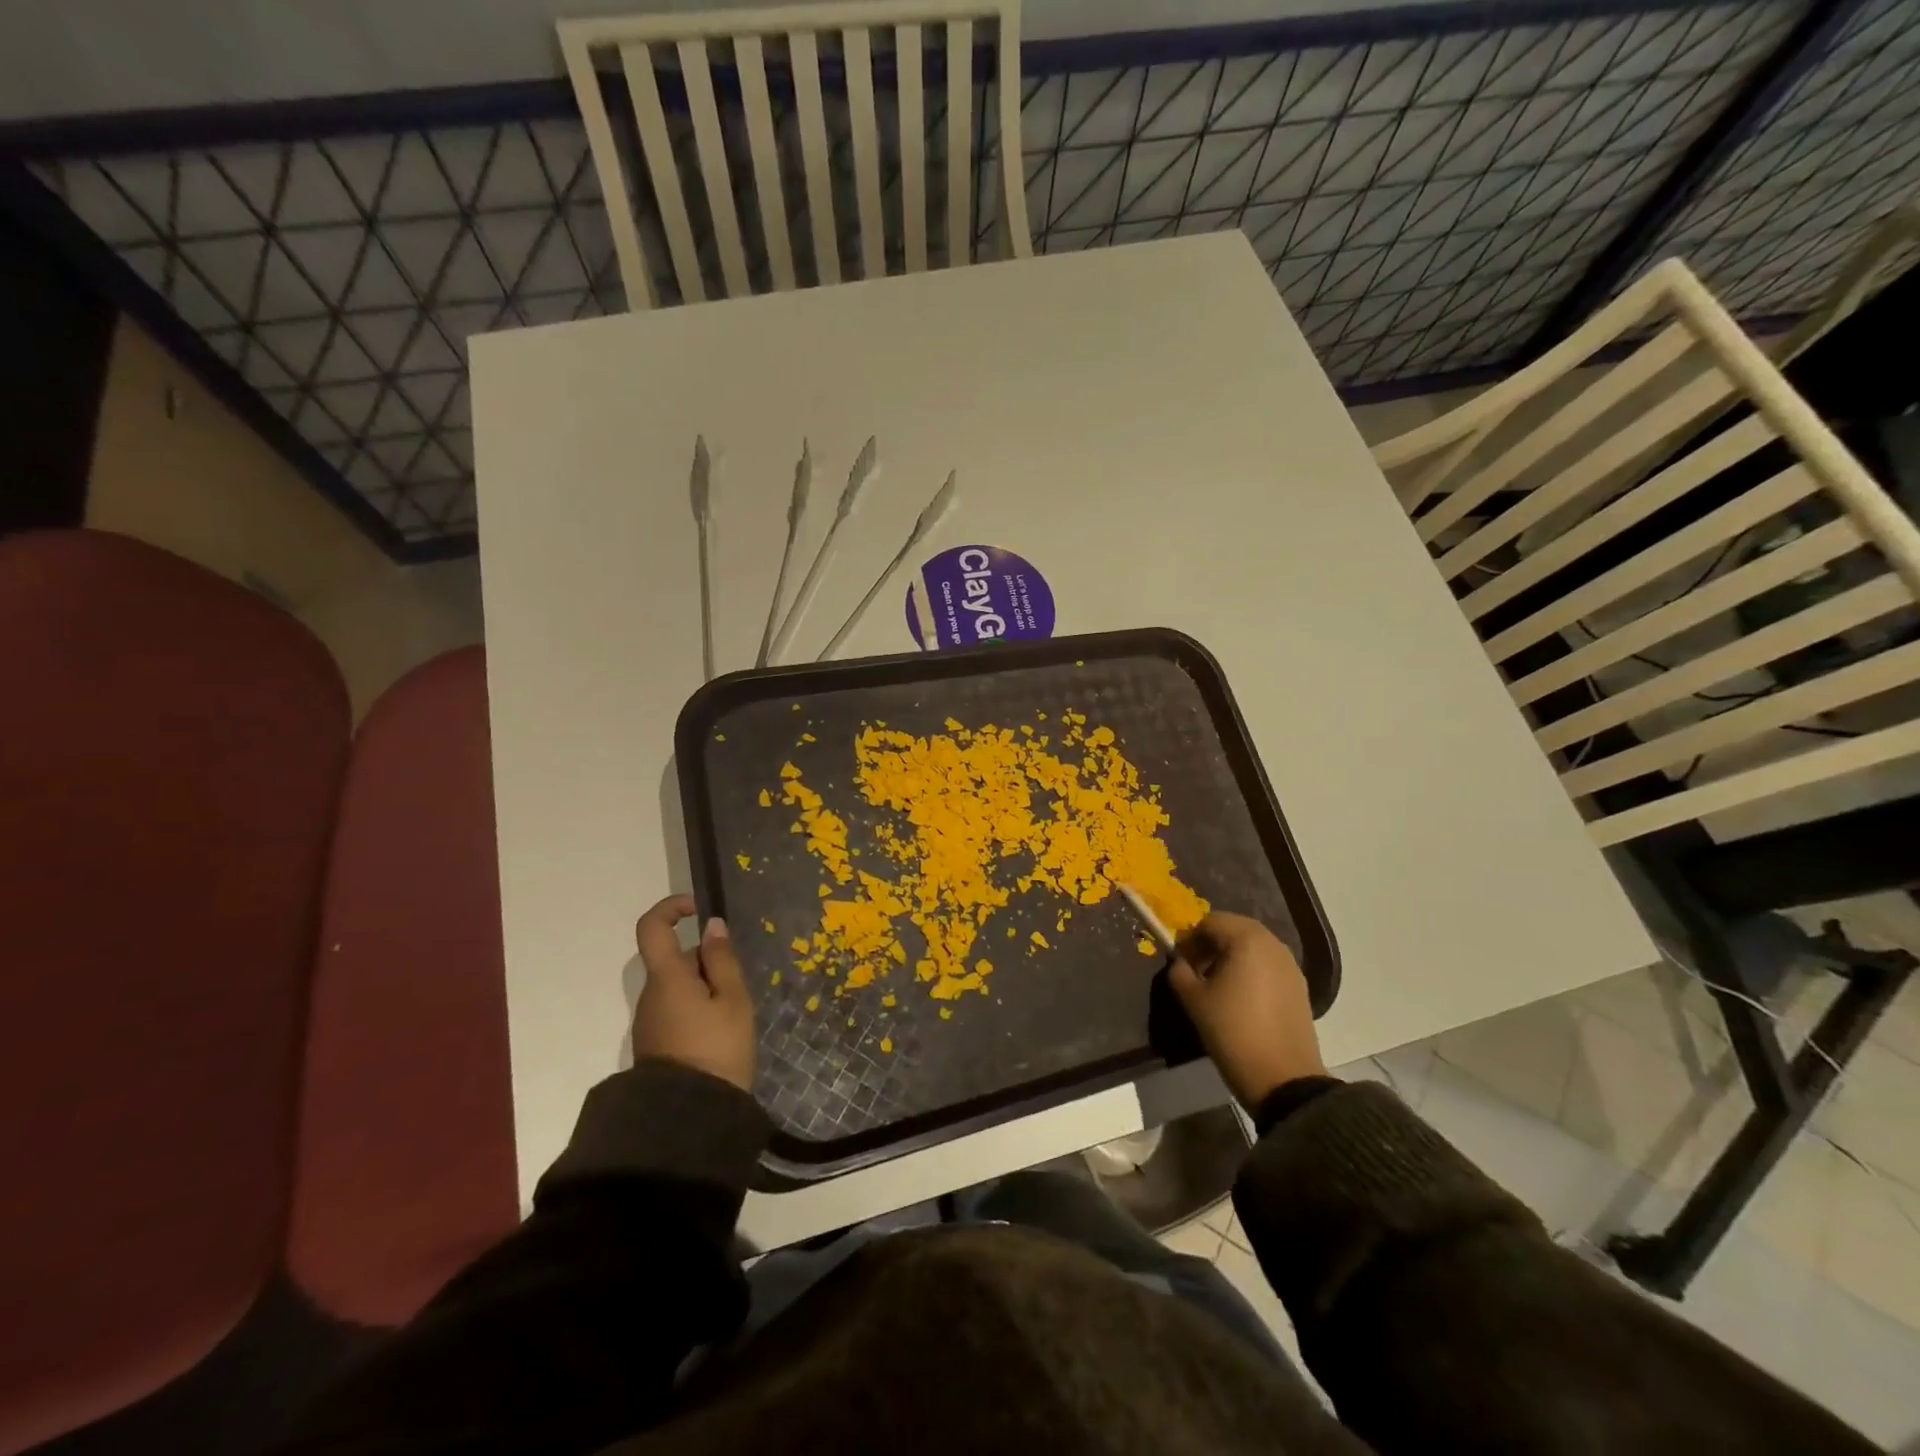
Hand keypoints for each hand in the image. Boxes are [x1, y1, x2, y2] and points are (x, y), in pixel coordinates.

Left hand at [632, 894, 754, 1091]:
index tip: (699, 911)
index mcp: (667, 978)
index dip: (672, 908)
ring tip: (734, 1014)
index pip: (652, 927)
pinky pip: (676, 1008)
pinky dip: (698, 1007)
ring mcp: (649, 1020)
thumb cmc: (718, 1049)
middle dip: (707, 961)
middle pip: (674, 960)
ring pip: (677, 986)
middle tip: (738, 985)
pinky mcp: (654, 1042)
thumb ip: (722, 960)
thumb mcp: (733, 1000)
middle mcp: (650, 994)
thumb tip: (711, 926)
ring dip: (705, 987)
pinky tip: (721, 1031)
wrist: (689, 1117)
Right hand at [1168, 912, 1324, 1110]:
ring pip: (1253, 947)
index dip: (1190, 938)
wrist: (1283, 1078)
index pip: (1210, 921)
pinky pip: (1268, 966)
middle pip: (1235, 929)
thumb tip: (1180, 963)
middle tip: (1195, 969)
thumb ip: (1179, 972)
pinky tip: (1241, 998)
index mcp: (1246, 939)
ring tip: (1217, 985)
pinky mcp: (1300, 987)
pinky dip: (1251, 971)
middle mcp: (1272, 944)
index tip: (1179, 961)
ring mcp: (1291, 965)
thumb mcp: (1194, 1000)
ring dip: (1231, 956)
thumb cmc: (1232, 1031)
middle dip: (1211, 944)